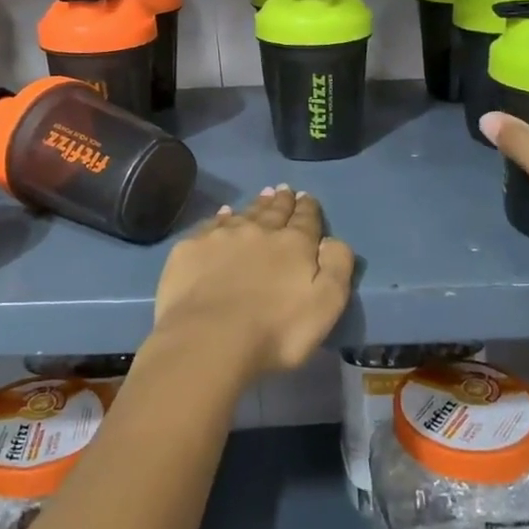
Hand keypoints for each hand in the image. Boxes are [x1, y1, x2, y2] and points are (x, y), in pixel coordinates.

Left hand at [149, 186, 354, 382]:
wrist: (210, 338)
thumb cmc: (276, 330)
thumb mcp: (326, 305)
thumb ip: (336, 267)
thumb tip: (331, 240)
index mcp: (293, 244)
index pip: (305, 219)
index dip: (307, 208)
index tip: (305, 197)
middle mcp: (259, 231)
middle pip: (274, 211)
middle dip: (282, 201)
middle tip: (284, 190)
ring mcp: (222, 236)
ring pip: (244, 213)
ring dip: (256, 205)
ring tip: (262, 196)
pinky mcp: (192, 247)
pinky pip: (211, 224)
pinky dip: (221, 217)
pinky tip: (223, 214)